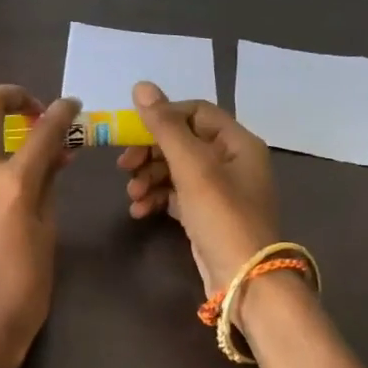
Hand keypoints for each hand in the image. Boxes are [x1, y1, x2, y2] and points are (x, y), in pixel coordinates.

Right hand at [119, 80, 279, 292]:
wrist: (243, 280)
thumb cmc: (222, 216)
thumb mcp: (192, 167)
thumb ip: (165, 126)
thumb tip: (141, 87)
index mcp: (237, 142)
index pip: (196, 112)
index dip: (163, 117)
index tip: (132, 132)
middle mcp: (231, 161)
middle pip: (182, 141)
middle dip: (150, 153)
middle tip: (123, 166)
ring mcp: (219, 190)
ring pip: (175, 169)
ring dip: (148, 178)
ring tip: (132, 196)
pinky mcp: (205, 214)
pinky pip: (175, 195)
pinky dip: (156, 198)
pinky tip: (140, 211)